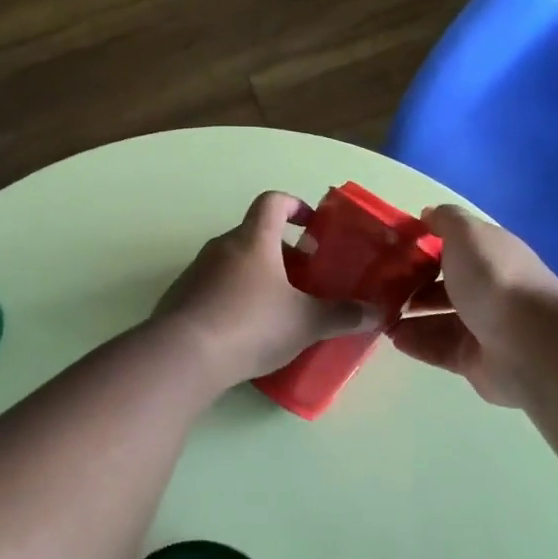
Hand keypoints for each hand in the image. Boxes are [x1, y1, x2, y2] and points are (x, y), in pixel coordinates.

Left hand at [156, 191, 380, 386]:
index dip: (295, 205)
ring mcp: (195, 271)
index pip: (273, 202)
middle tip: (304, 278)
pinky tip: (244, 331)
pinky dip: (232, 298)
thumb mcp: (306, 322)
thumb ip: (342, 315)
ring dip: (256, 276)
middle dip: (282, 252)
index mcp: (253, 239)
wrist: (183, 356)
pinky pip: (213, 287)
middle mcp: (221, 247)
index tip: (311, 224)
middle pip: (254, 235)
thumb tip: (378, 313)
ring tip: (277, 308)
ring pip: (233, 262)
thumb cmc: (251, 324)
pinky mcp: (179, 298)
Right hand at [389, 205, 557, 407]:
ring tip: (377, 314)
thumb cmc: (493, 278)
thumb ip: (446, 220)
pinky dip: (416, 342)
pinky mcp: (474, 360)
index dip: (426, 246)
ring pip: (438, 319)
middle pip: (445, 285)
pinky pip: (438, 348)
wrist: (528, 342)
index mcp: (491, 255)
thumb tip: (428, 214)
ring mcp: (482, 327)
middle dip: (413, 285)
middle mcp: (489, 289)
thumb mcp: (466, 233)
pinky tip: (391, 337)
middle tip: (379, 286)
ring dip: (408, 316)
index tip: (392, 249)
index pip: (456, 248)